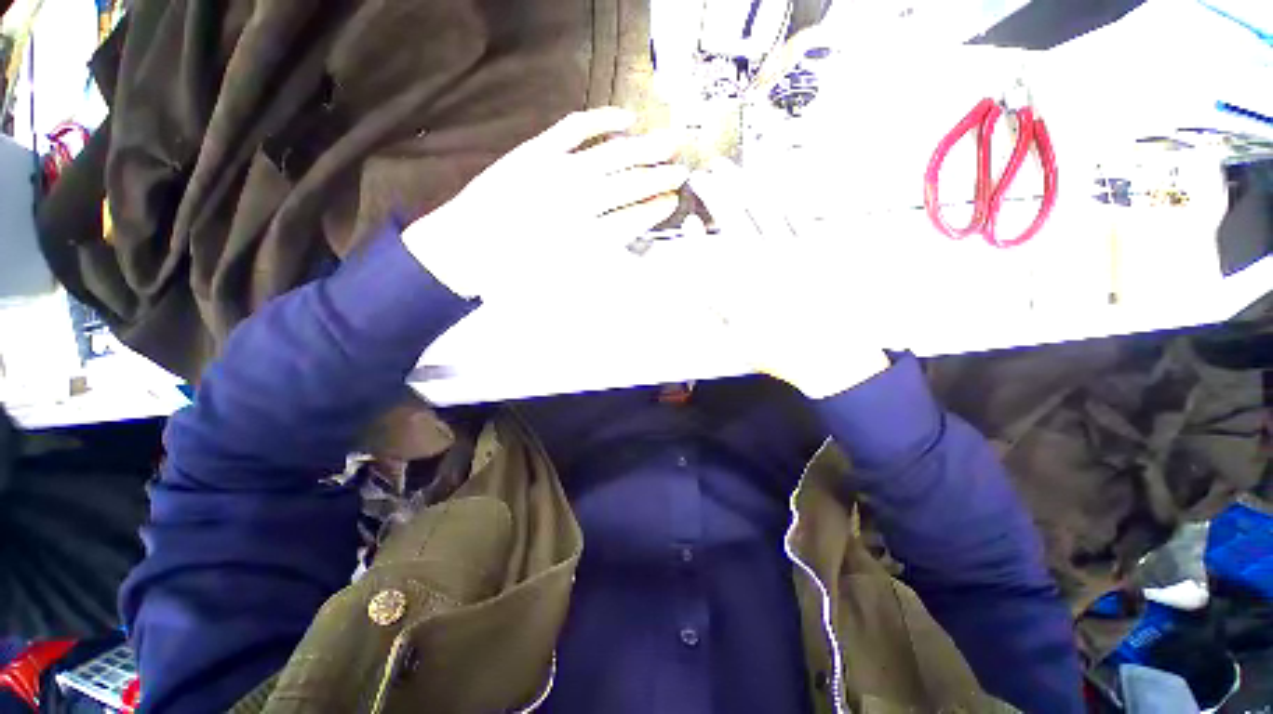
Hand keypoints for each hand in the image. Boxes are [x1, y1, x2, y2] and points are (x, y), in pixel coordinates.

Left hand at [403, 107, 688, 300]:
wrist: (468, 250)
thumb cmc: (519, 275)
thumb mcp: (565, 279)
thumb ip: (600, 257)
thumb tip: (631, 236)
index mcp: (587, 238)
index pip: (633, 219)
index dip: (656, 209)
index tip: (672, 201)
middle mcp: (578, 203)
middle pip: (630, 185)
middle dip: (660, 178)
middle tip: (682, 171)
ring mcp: (558, 172)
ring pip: (613, 156)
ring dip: (646, 149)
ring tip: (671, 143)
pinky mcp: (537, 151)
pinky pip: (577, 127)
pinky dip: (604, 120)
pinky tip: (626, 118)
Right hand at [670, 159, 890, 398]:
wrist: (830, 356)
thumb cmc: (778, 351)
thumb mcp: (732, 339)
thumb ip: (709, 307)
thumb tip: (691, 276)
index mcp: (739, 287)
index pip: (708, 248)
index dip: (694, 230)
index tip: (688, 219)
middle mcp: (762, 263)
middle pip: (733, 215)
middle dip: (713, 190)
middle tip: (701, 176)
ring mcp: (791, 251)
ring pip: (761, 206)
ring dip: (742, 181)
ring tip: (727, 167)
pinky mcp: (817, 248)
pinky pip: (795, 211)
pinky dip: (778, 191)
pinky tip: (768, 178)